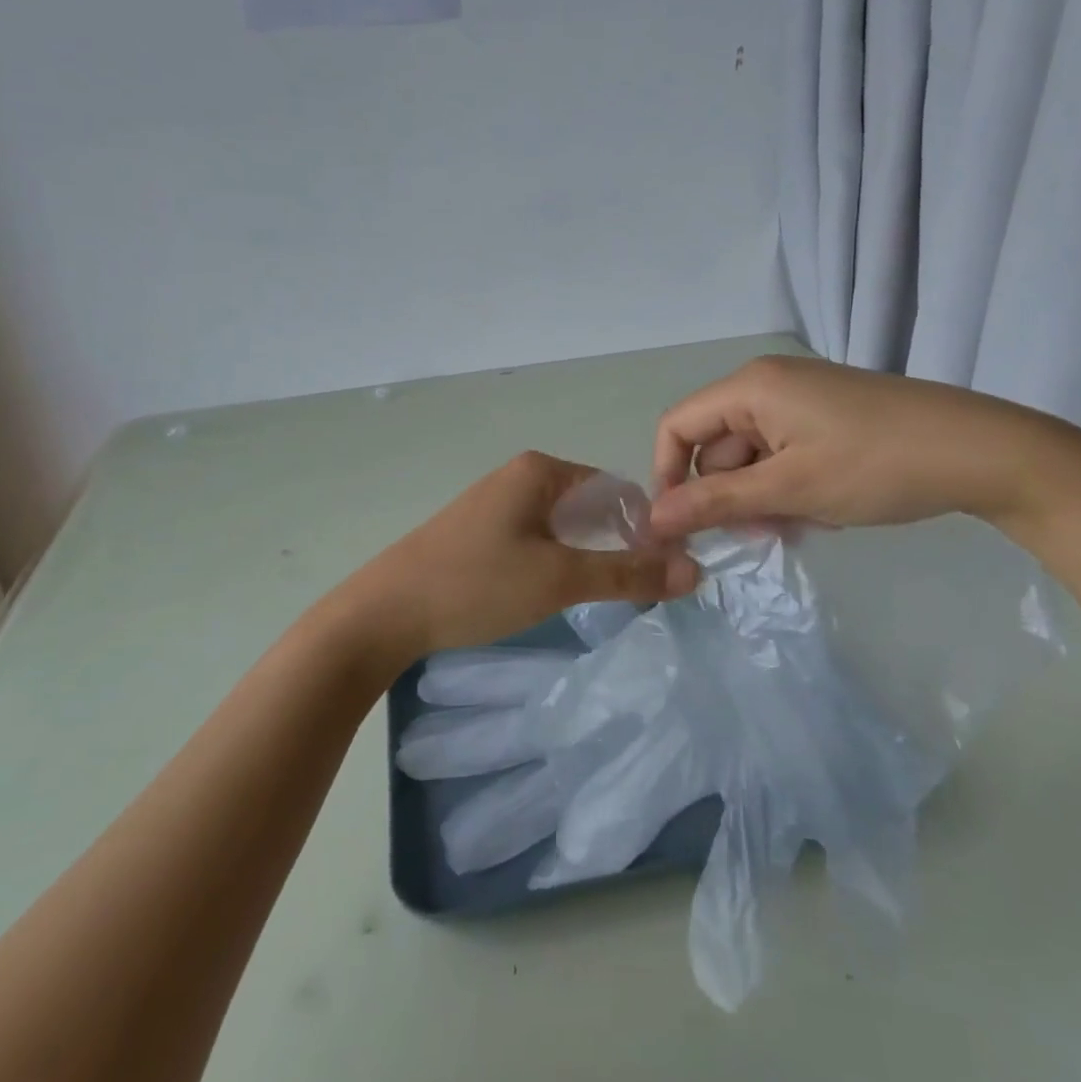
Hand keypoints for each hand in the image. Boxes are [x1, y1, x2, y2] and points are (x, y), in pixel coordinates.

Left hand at [337, 452, 699, 660]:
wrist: (385, 611)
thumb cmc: (476, 584)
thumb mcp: (559, 579)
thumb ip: (627, 573)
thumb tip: (695, 571)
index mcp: (541, 470)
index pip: (616, 488)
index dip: (645, 527)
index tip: (662, 572)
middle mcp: (519, 475)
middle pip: (590, 504)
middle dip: (617, 543)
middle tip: (636, 590)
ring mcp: (496, 502)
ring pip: (563, 524)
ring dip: (587, 554)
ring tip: (600, 594)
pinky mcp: (479, 530)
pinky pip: (536, 536)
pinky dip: (557, 559)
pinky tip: (553, 591)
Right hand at [648, 355, 1077, 537]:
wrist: (983, 453)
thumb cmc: (876, 466)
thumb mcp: (789, 490)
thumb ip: (714, 503)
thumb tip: (652, 521)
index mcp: (750, 386)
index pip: (677, 426)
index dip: (668, 476)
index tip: (681, 527)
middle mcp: (767, 383)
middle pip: (715, 445)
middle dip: (729, 495)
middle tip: (763, 534)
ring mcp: (799, 399)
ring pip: (751, 456)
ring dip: (762, 497)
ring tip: (802, 524)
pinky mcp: (826, 416)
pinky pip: (782, 454)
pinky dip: (789, 486)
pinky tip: (822, 510)